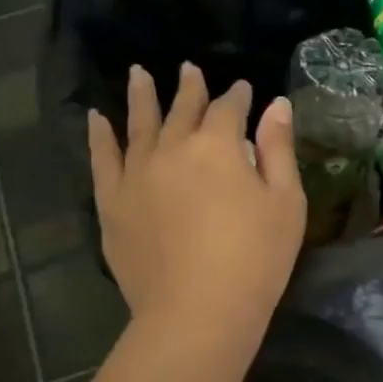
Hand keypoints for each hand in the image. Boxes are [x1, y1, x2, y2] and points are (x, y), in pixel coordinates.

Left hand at [88, 63, 305, 342]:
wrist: (197, 312)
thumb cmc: (255, 260)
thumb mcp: (286, 204)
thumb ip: (279, 150)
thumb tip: (276, 105)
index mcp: (218, 146)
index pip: (228, 109)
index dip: (238, 97)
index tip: (244, 89)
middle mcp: (172, 148)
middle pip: (182, 109)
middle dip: (190, 88)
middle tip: (189, 69)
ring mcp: (136, 174)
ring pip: (139, 125)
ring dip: (141, 97)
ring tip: (138, 75)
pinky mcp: (112, 203)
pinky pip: (103, 160)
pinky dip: (100, 136)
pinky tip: (97, 120)